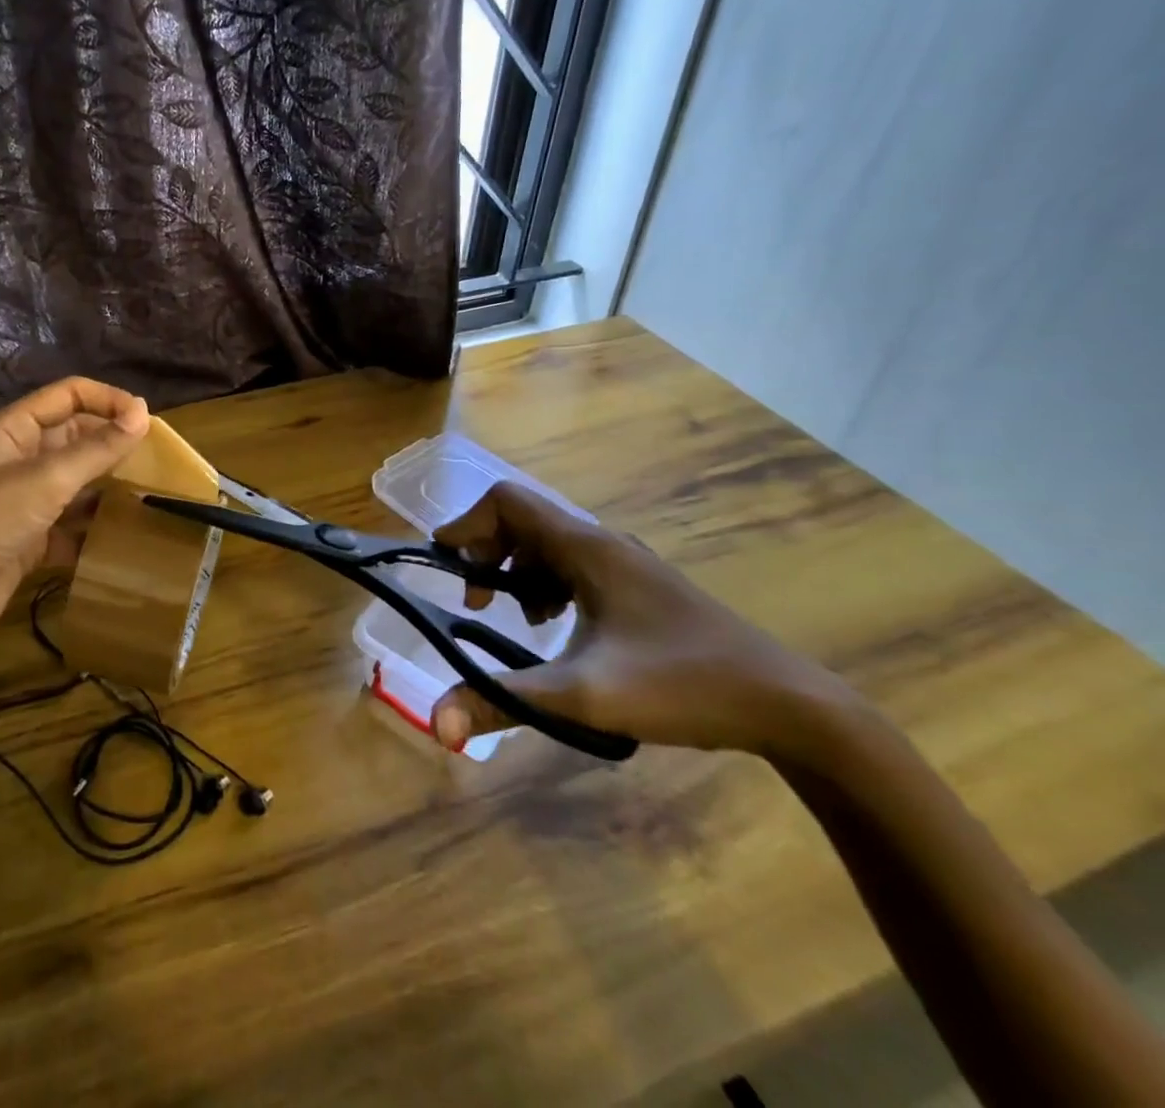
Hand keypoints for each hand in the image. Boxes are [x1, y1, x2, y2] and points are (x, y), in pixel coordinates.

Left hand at [0, 377, 150, 652]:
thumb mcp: (45, 480)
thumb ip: (96, 448)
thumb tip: (142, 413)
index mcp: (14, 430)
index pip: (69, 395)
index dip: (107, 400)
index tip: (147, 421)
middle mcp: (19, 459)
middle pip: (75, 438)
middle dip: (113, 445)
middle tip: (158, 461)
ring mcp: (24, 501)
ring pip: (76, 483)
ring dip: (108, 488)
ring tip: (151, 496)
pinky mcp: (29, 540)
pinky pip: (70, 526)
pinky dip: (93, 531)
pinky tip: (123, 538)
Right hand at [429, 482, 860, 757]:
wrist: (788, 706)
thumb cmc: (682, 686)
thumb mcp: (582, 696)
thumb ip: (502, 701)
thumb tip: (437, 723)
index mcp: (585, 548)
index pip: (505, 501)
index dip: (466, 524)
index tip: (442, 564)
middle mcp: (602, 543)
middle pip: (522, 521)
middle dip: (486, 554)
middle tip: (475, 601)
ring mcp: (625, 564)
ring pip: (548, 545)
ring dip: (517, 571)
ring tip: (515, 619)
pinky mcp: (640, 588)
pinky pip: (573, 567)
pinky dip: (547, 586)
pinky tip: (556, 627)